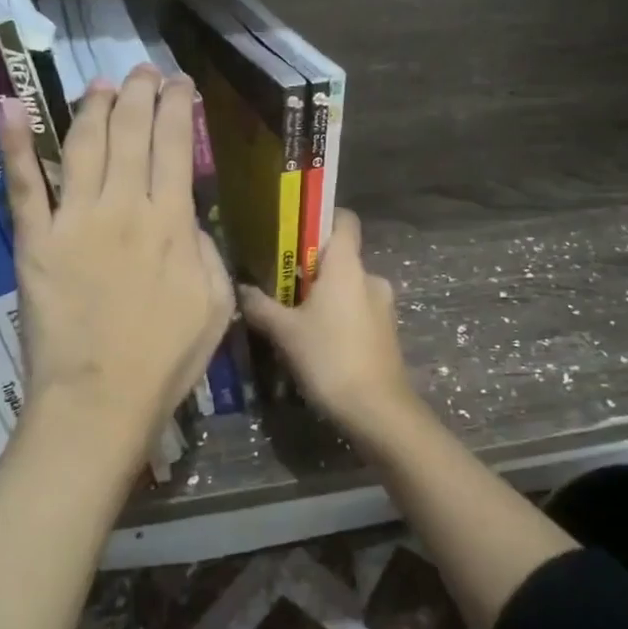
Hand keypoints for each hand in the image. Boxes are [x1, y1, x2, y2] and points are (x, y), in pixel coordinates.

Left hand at [0, 67, 232, 479]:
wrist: (100, 400)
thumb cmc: (167, 359)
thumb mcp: (216, 304)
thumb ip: (206, 251)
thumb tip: (189, 219)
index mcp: (173, 223)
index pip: (176, 146)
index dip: (177, 107)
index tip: (179, 85)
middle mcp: (124, 207)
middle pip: (131, 133)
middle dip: (140, 94)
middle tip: (143, 72)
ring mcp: (74, 220)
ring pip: (84, 145)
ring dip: (94, 107)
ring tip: (102, 84)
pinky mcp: (34, 240)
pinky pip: (23, 184)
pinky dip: (14, 142)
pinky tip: (10, 105)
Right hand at [239, 209, 429, 453]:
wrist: (378, 410)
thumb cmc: (329, 358)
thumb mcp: (285, 332)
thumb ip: (260, 306)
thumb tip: (240, 288)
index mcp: (347, 266)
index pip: (344, 220)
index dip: (322, 218)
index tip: (294, 231)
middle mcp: (370, 277)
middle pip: (340, 257)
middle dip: (312, 267)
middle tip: (280, 283)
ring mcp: (383, 306)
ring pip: (348, 287)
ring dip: (324, 296)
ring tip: (294, 317)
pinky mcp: (387, 332)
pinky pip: (357, 310)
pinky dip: (338, 317)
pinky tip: (317, 341)